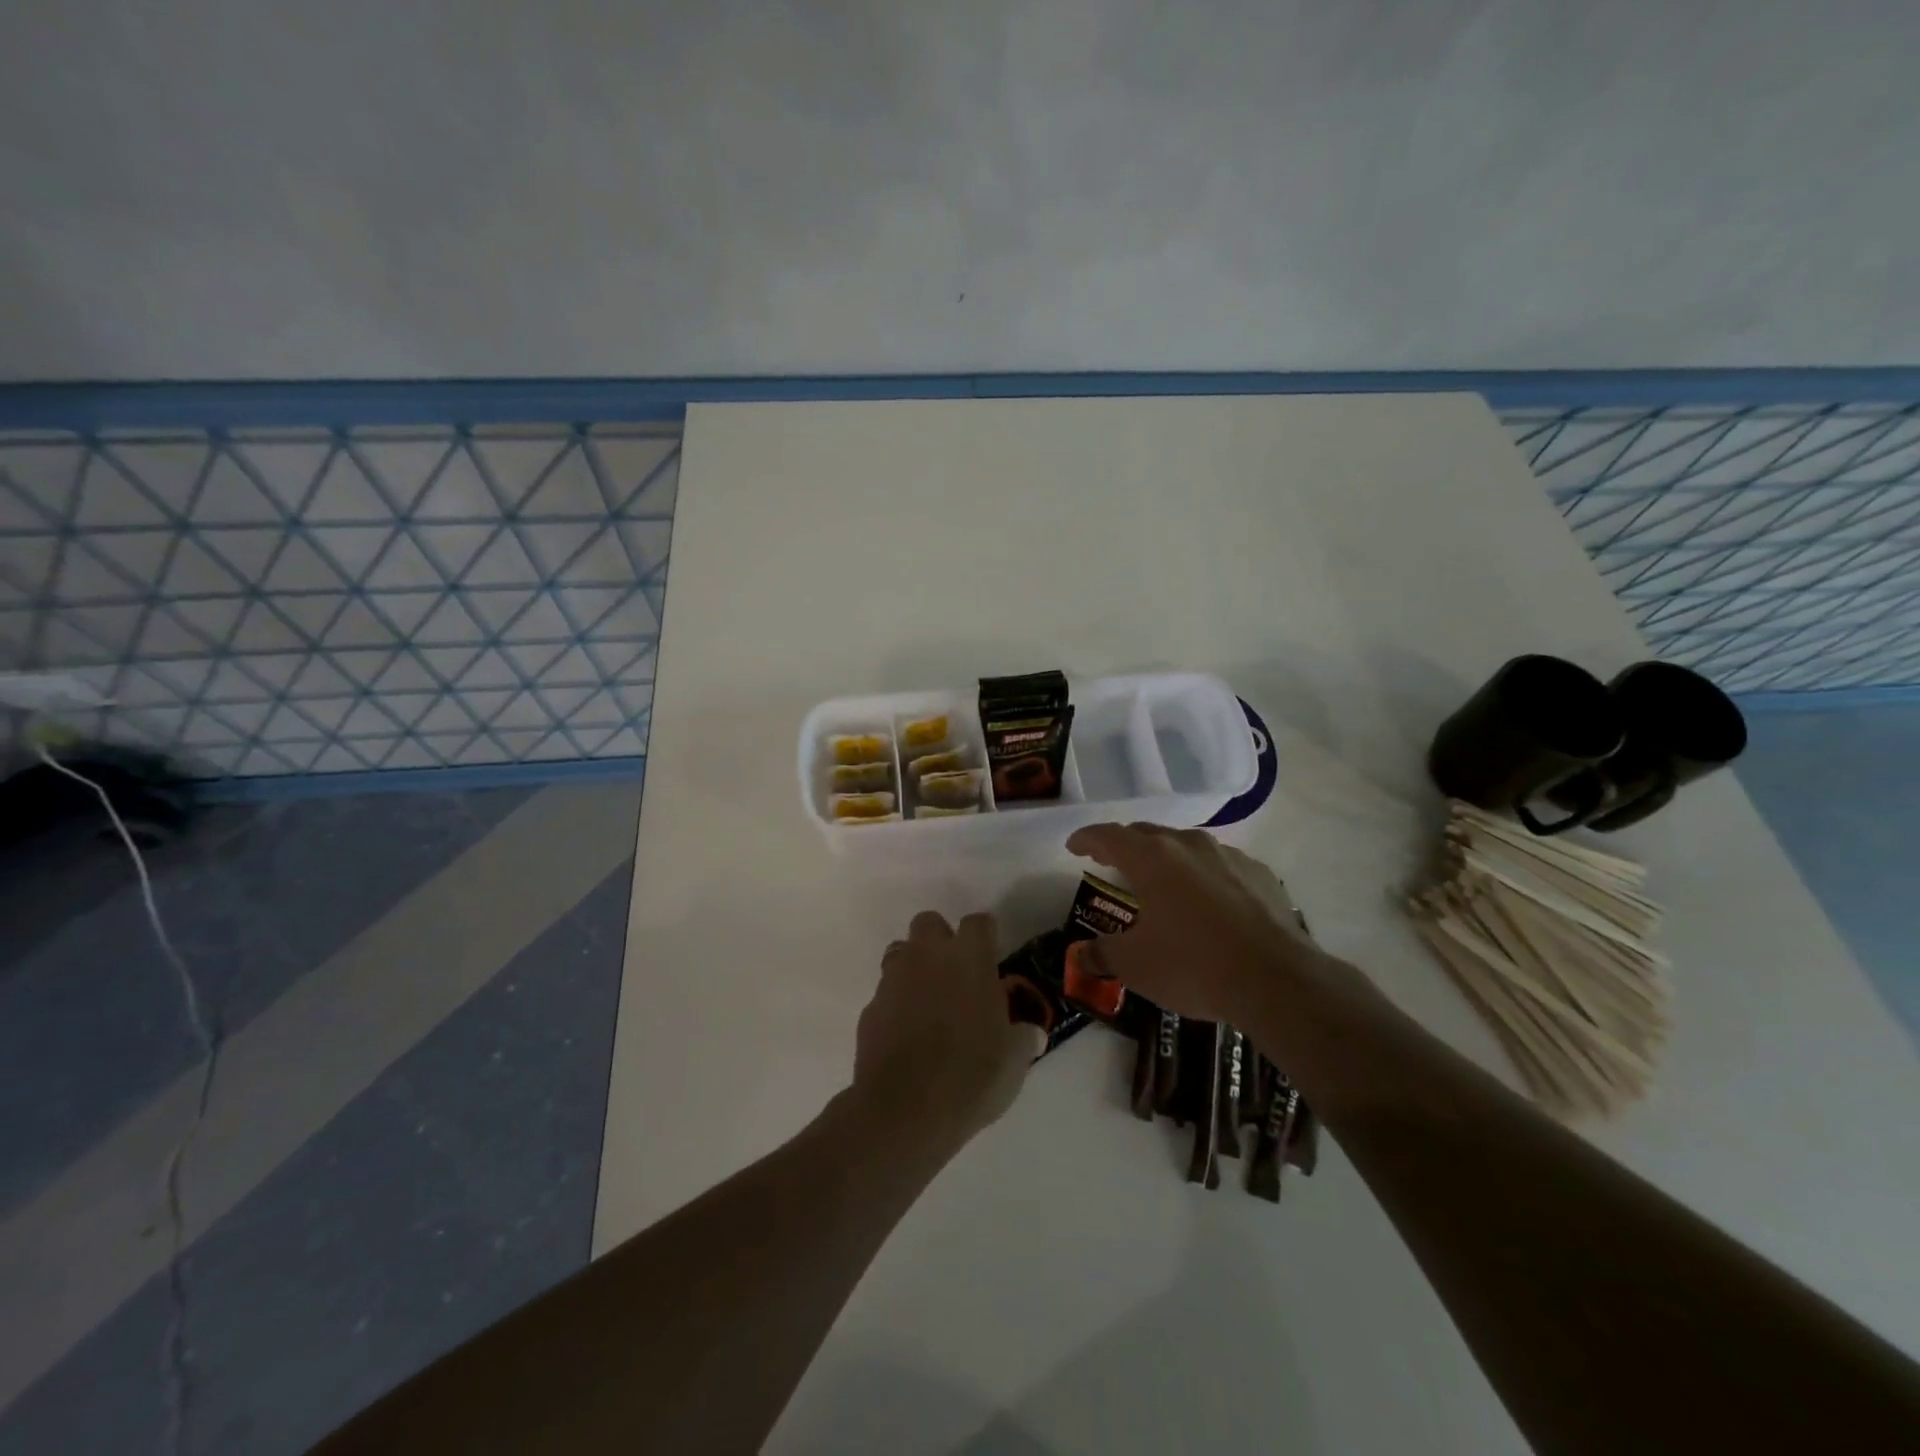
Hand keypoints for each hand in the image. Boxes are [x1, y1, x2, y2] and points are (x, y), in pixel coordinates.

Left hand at [851, 911, 1045, 1155]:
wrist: (904, 1110)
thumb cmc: (971, 1076)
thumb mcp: (1015, 1061)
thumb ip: (1023, 1037)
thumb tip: (1029, 1032)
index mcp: (969, 959)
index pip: (979, 922)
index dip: (986, 937)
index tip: (993, 960)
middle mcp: (928, 957)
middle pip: (930, 923)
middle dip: (941, 940)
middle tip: (956, 975)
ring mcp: (894, 980)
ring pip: (901, 951)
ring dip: (914, 967)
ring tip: (929, 1002)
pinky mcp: (870, 1009)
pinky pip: (885, 993)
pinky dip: (896, 1004)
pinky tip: (907, 1035)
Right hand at [1066, 823, 1357, 1025]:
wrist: (1277, 981)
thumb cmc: (1194, 965)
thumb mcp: (1136, 966)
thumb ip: (1102, 955)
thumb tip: (1080, 956)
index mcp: (1152, 858)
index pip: (1109, 836)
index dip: (1087, 839)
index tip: (1073, 846)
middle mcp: (1189, 845)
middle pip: (1147, 834)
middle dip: (1124, 845)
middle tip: (1110, 861)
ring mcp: (1229, 857)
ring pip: (1186, 846)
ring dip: (1166, 858)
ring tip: (1159, 880)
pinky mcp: (1261, 875)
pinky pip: (1221, 865)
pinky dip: (1203, 875)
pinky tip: (1208, 900)